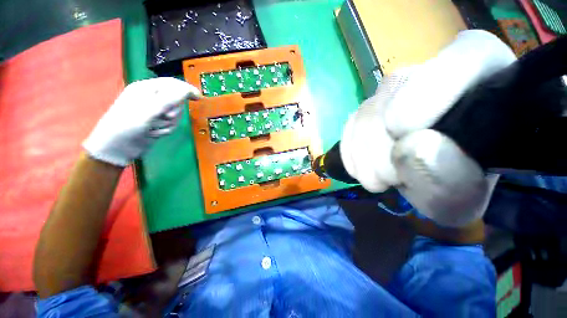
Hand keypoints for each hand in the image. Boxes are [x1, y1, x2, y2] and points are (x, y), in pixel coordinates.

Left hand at [83, 77, 200, 166]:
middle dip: (174, 111)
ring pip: (175, 114)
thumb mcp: (150, 109)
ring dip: (169, 123)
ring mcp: (154, 112)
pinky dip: (166, 130)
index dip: (187, 89)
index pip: (172, 84)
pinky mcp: (157, 123)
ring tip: (155, 128)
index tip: (199, 98)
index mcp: (146, 89)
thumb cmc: (128, 124)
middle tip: (165, 117)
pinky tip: (154, 133)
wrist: (116, 148)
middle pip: (176, 101)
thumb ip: (171, 98)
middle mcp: (151, 99)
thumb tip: (188, 90)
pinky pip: (171, 124)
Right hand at [340, 30, 515, 226]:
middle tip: (386, 179)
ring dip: (362, 151)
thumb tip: (412, 150)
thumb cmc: (466, 182)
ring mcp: (397, 90)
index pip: (463, 57)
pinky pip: (349, 122)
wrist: (445, 173)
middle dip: (381, 144)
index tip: (404, 133)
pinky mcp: (371, 109)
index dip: (429, 90)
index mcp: (483, 83)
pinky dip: (350, 148)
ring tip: (374, 177)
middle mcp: (434, 76)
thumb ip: (452, 180)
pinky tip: (362, 166)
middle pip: (392, 95)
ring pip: (363, 110)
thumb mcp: (466, 195)